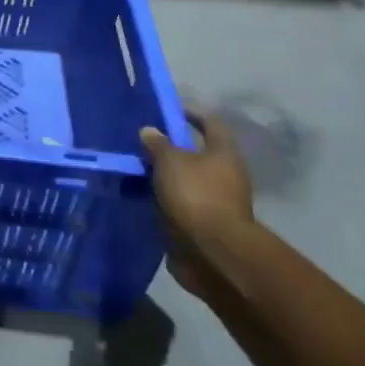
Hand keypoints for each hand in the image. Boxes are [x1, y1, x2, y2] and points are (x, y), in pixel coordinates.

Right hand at [141, 112, 255, 298]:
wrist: (213, 252)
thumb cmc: (195, 195)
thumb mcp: (170, 161)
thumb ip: (158, 144)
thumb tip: (150, 130)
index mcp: (224, 153)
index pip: (211, 123)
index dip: (191, 114)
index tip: (168, 113)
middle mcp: (227, 174)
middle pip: (199, 154)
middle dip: (172, 150)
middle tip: (144, 146)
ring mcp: (219, 201)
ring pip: (189, 181)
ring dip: (167, 178)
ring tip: (137, 173)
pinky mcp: (207, 224)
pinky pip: (183, 204)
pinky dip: (166, 201)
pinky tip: (144, 198)